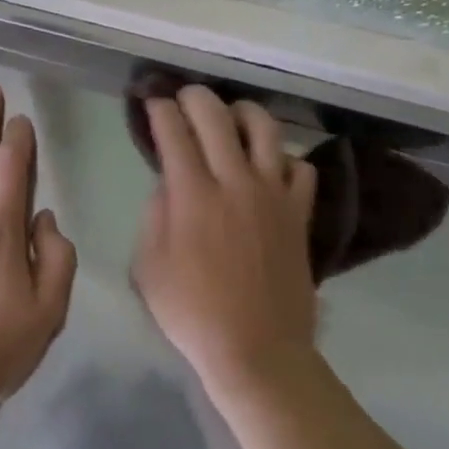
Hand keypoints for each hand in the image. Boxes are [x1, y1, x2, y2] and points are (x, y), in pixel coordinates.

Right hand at [132, 87, 319, 395]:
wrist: (258, 351)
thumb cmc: (193, 313)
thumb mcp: (148, 267)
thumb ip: (155, 215)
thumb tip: (169, 184)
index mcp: (192, 195)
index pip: (174, 131)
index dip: (159, 109)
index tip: (152, 102)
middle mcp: (235, 181)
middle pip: (216, 116)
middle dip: (194, 97)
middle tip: (183, 98)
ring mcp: (273, 194)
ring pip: (265, 128)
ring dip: (242, 113)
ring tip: (231, 117)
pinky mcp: (299, 212)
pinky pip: (300, 167)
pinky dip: (282, 158)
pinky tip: (269, 167)